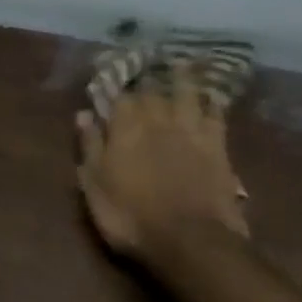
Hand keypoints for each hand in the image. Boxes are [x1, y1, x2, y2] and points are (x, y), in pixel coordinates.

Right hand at [76, 69, 246, 264]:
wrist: (189, 240)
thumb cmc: (131, 217)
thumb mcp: (95, 186)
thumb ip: (89, 147)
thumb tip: (83, 114)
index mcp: (125, 128)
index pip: (117, 96)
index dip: (113, 84)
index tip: (108, 75)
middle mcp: (158, 119)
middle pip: (151, 90)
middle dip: (145, 76)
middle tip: (144, 63)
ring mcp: (190, 130)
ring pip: (186, 92)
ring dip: (182, 76)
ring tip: (179, 62)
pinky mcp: (217, 145)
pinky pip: (216, 114)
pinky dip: (212, 101)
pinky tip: (212, 95)